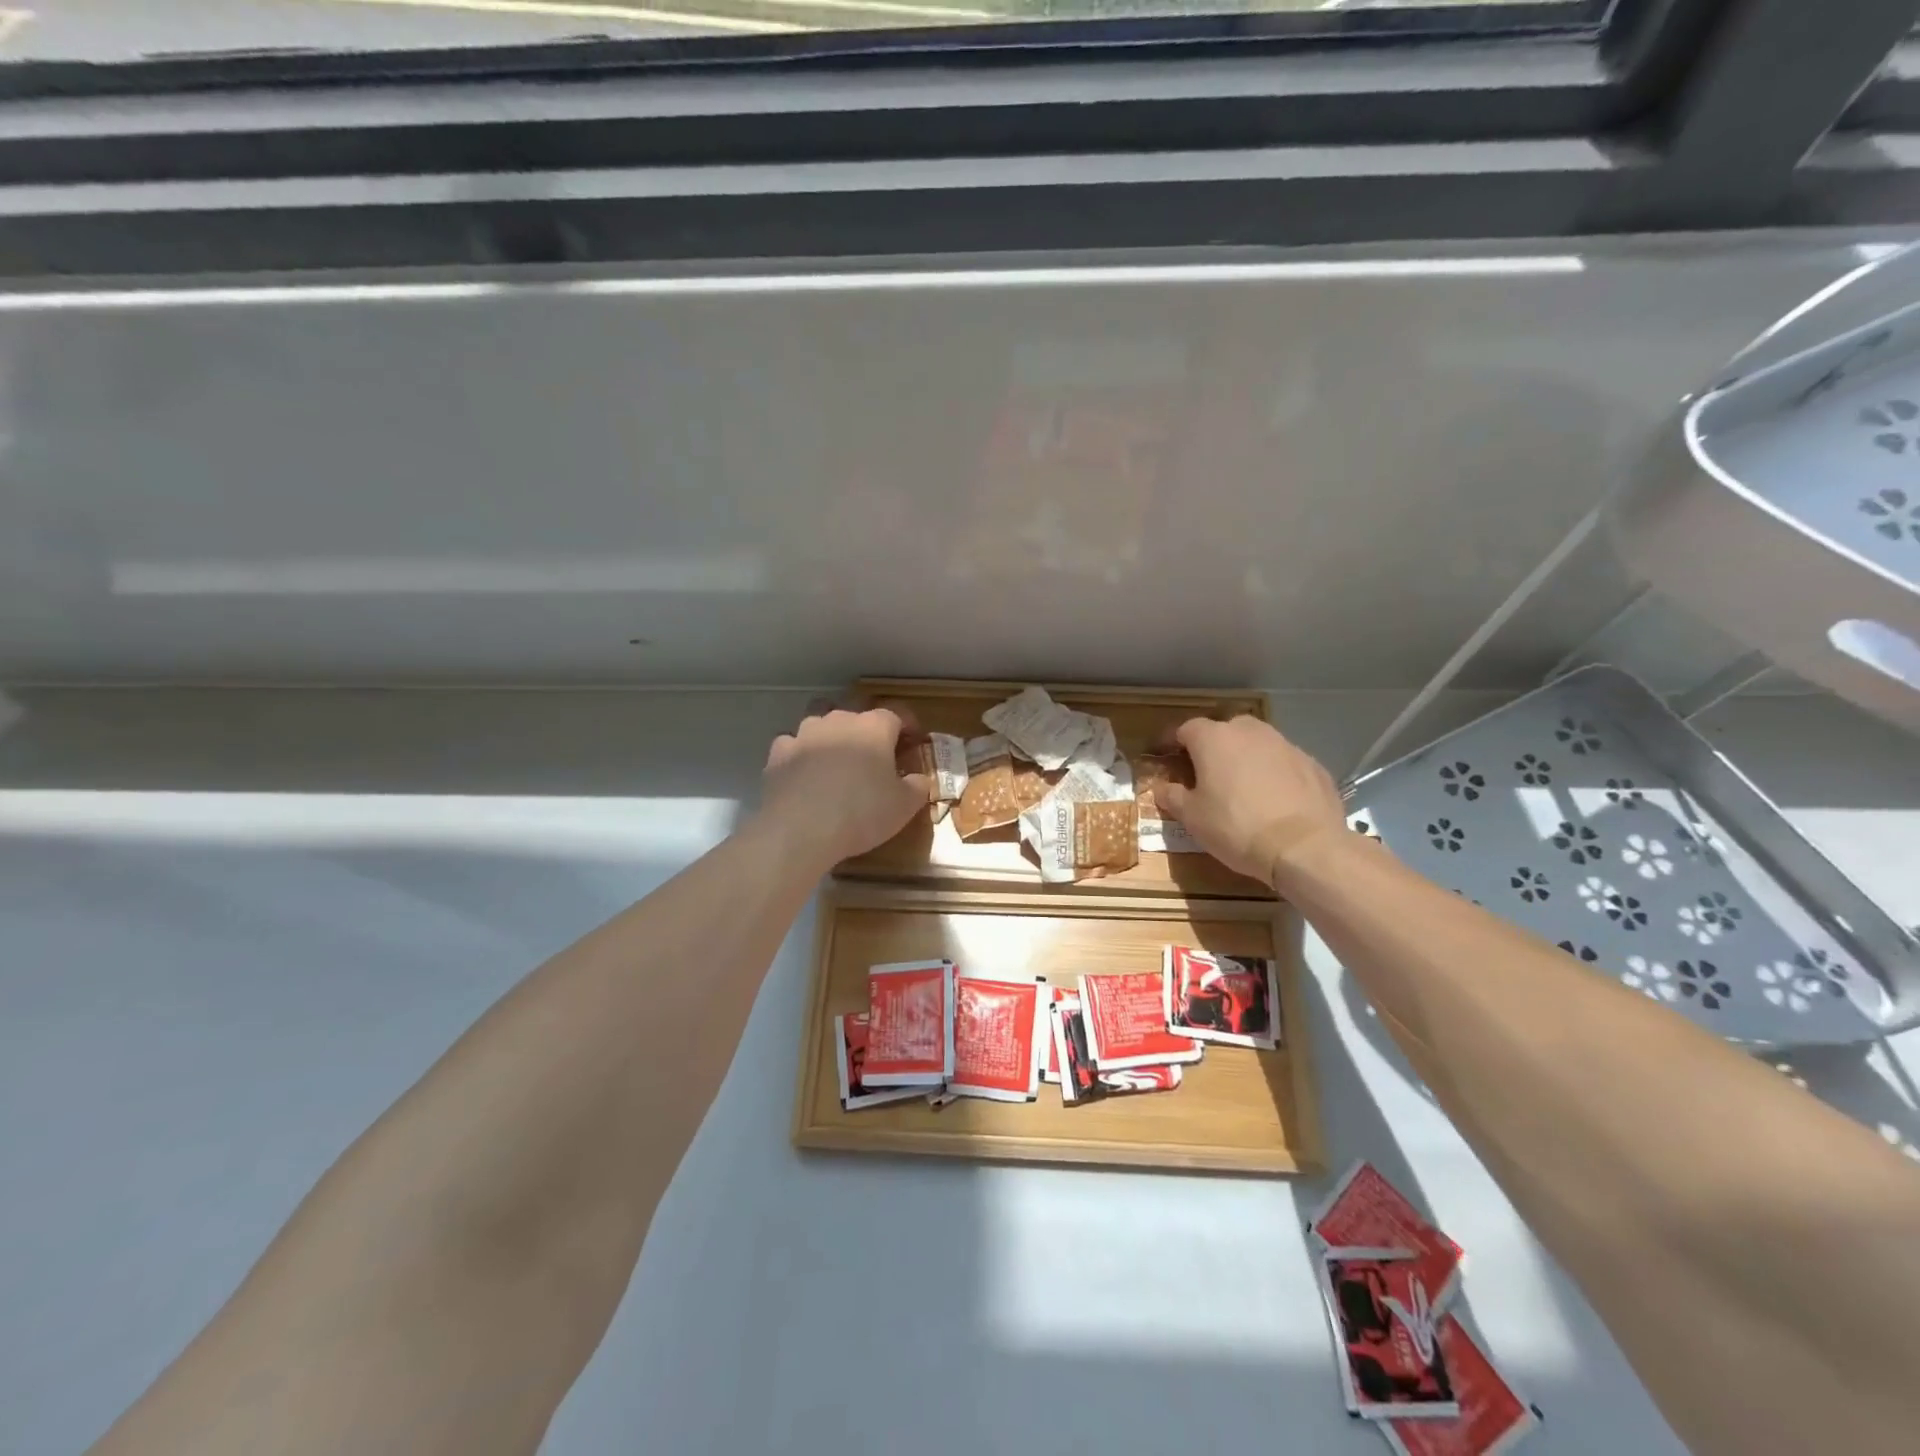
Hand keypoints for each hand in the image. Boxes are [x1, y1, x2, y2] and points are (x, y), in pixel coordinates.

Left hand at [754, 707, 931, 870]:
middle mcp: (839, 720)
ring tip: (837, 760)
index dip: (908, 725)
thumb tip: (919, 779)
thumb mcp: (904, 806)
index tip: (914, 741)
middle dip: (868, 728)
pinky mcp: (778, 753)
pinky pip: (793, 745)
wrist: (800, 829)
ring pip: (821, 723)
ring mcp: (805, 734)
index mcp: (874, 727)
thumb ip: (917, 786)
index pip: (897, 714)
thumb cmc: (862, 812)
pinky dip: (802, 754)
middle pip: (857, 713)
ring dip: (832, 736)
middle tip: (875, 754)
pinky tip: (805, 773)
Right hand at [1152, 716, 1349, 887]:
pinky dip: (1274, 774)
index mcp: (1214, 739)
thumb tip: (1162, 788)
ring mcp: (1285, 745)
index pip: (1186, 729)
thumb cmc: (1236, 827)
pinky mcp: (1312, 764)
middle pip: (1224, 731)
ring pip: (1257, 744)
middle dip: (1213, 747)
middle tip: (1206, 773)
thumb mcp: (1192, 818)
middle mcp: (1250, 732)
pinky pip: (1283, 762)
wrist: (1305, 846)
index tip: (1165, 756)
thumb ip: (1172, 797)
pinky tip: (1274, 799)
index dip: (1173, 742)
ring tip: (1242, 786)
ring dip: (1246, 758)